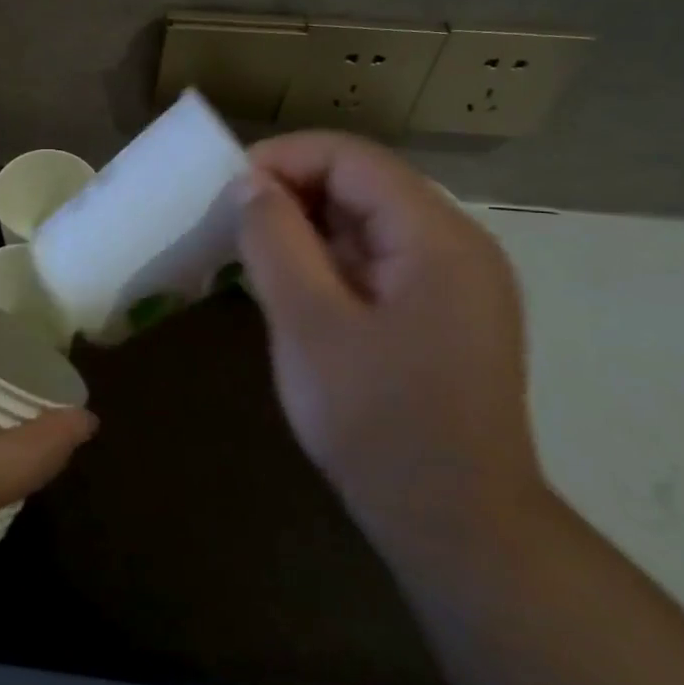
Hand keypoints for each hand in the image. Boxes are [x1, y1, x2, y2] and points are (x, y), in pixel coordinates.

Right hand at [236, 131, 540, 554]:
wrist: (456, 526)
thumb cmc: (378, 423)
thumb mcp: (309, 324)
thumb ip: (275, 241)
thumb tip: (249, 183)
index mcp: (437, 238)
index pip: (353, 159)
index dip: (284, 158)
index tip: (227, 188)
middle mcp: (456, 246)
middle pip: (364, 185)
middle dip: (292, 191)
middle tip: (231, 221)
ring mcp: (455, 281)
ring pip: (368, 222)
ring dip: (307, 226)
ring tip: (250, 250)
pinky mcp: (442, 312)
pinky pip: (378, 260)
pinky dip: (329, 259)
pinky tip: (290, 284)